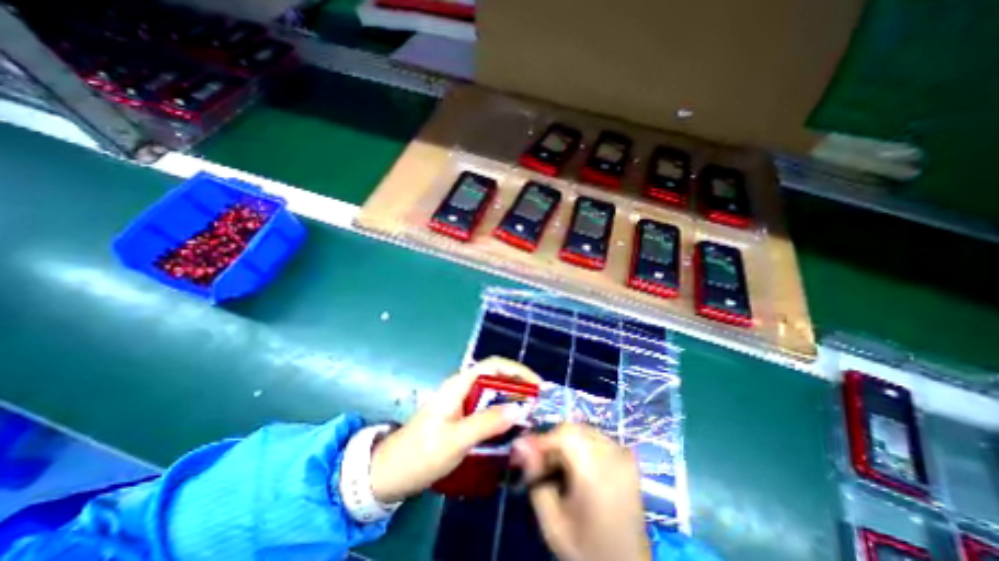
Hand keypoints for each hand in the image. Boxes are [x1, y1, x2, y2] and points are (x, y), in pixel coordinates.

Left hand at [365, 358, 538, 501]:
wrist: (389, 474)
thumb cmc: (420, 454)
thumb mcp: (455, 440)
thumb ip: (487, 423)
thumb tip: (519, 409)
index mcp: (459, 385)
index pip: (494, 366)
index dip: (517, 371)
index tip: (538, 386)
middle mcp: (462, 388)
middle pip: (496, 378)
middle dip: (518, 387)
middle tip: (538, 406)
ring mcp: (461, 403)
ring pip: (492, 395)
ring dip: (511, 402)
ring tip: (530, 418)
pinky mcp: (460, 418)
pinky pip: (486, 410)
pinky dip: (501, 416)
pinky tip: (511, 430)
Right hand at [511, 425, 651, 560]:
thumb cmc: (587, 549)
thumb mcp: (552, 522)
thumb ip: (535, 478)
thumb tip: (520, 444)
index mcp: (597, 472)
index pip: (564, 434)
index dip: (541, 438)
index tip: (523, 452)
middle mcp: (614, 455)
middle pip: (574, 429)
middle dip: (551, 440)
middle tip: (538, 463)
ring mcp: (623, 454)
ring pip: (583, 430)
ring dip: (564, 442)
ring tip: (556, 466)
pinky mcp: (626, 457)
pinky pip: (595, 437)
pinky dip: (580, 445)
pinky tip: (575, 466)